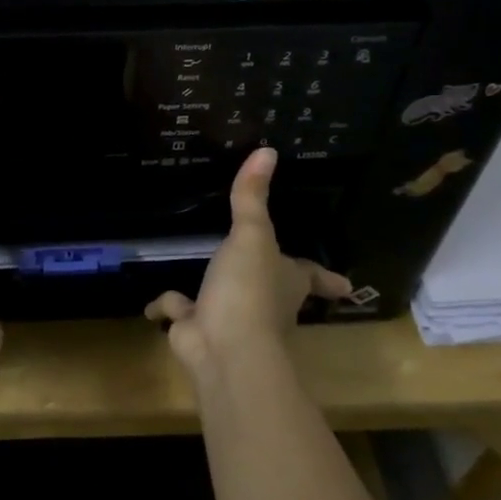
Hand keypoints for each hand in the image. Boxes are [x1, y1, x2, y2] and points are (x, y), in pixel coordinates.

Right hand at [144, 148, 351, 373]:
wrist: (224, 349)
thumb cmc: (249, 289)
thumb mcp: (252, 236)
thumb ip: (252, 197)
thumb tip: (267, 150)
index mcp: (287, 281)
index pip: (312, 276)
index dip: (327, 279)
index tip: (346, 287)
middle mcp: (266, 303)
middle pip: (272, 290)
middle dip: (267, 283)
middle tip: (262, 267)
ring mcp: (231, 320)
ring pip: (224, 302)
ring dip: (213, 293)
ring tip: (203, 275)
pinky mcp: (198, 331)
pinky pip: (181, 313)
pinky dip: (168, 309)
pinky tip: (154, 304)